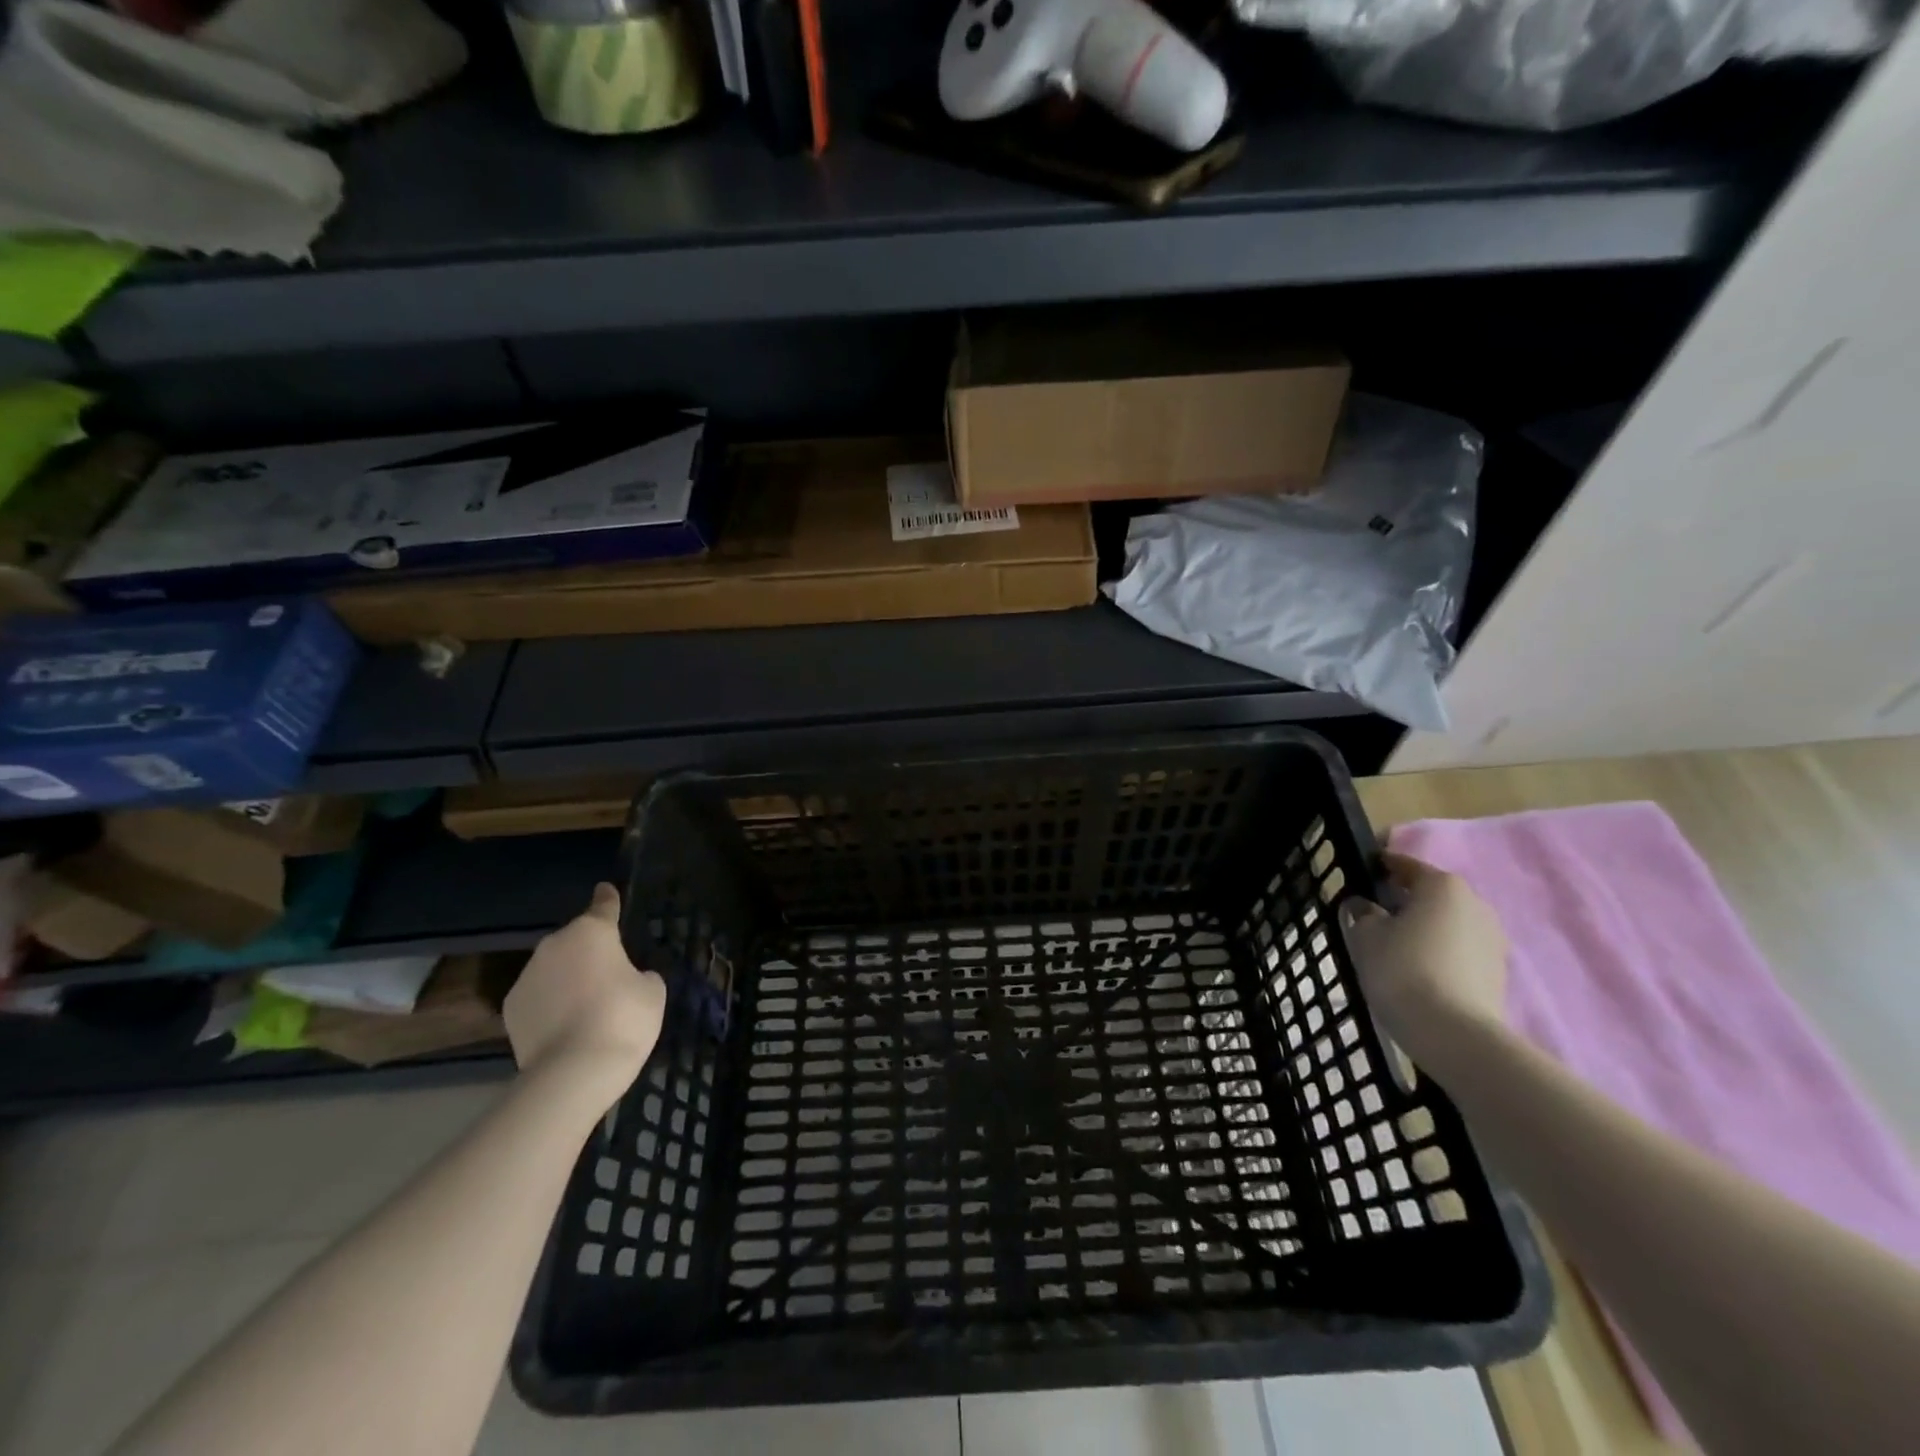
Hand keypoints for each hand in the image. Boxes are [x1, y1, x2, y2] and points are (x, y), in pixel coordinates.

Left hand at [504, 883, 665, 1099]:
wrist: (573, 1071)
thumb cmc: (623, 1019)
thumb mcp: (652, 991)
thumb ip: (640, 975)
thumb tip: (627, 979)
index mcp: (593, 932)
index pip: (603, 905)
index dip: (608, 898)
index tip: (605, 889)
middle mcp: (555, 945)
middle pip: (576, 940)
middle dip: (589, 952)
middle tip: (608, 975)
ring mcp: (527, 976)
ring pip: (554, 968)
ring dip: (568, 978)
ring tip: (586, 1006)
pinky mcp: (510, 1008)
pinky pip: (538, 995)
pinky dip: (550, 1003)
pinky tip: (565, 1025)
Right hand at [1338, 850, 1509, 1073]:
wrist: (1454, 1034)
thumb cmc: (1402, 969)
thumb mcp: (1365, 936)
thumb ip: (1363, 913)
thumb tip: (1365, 907)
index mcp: (1442, 885)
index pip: (1406, 866)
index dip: (1382, 868)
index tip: (1363, 874)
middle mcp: (1475, 904)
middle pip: (1432, 895)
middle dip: (1406, 902)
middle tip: (1376, 916)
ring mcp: (1493, 940)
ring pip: (1448, 924)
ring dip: (1425, 930)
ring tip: (1396, 949)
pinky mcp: (1498, 973)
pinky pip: (1460, 951)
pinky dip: (1440, 954)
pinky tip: (1418, 972)